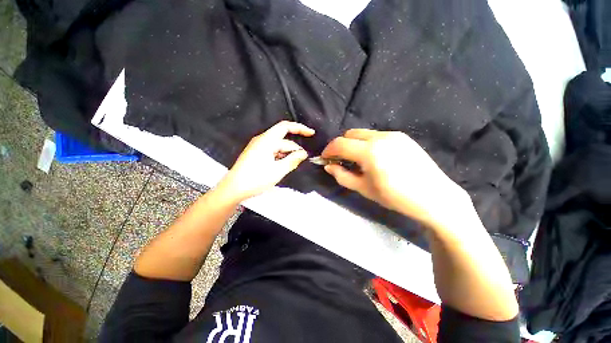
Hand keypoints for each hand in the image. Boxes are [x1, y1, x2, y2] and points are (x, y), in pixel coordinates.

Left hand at [215, 121, 314, 203]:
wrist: (233, 189)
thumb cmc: (256, 178)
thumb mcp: (278, 170)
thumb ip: (293, 160)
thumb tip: (304, 153)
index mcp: (267, 140)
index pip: (285, 127)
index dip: (300, 128)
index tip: (311, 134)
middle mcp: (262, 140)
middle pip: (283, 140)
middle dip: (294, 149)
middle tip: (301, 161)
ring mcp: (257, 147)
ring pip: (278, 147)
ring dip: (287, 155)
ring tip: (292, 166)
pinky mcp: (255, 154)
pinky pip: (272, 152)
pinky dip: (279, 157)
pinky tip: (282, 166)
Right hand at [322, 129, 466, 227]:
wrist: (434, 196)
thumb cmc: (395, 197)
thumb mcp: (363, 189)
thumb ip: (342, 175)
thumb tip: (328, 166)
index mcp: (370, 152)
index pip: (340, 144)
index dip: (328, 150)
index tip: (325, 158)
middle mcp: (380, 137)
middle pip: (350, 134)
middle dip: (341, 145)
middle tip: (341, 160)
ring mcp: (393, 134)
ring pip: (363, 133)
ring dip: (354, 143)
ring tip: (358, 159)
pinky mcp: (402, 136)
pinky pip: (376, 135)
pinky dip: (367, 143)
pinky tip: (374, 157)